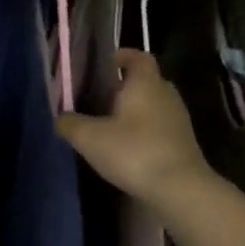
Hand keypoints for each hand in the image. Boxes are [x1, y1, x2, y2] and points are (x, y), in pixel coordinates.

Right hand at [56, 49, 211, 209]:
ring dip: (136, 111)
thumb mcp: (90, 138)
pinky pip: (161, 127)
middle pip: (147, 81)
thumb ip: (71, 124)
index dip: (123, 56)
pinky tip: (128, 148)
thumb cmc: (134, 152)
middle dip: (126, 86)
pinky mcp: (184, 143)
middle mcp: (166, 94)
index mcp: (145, 83)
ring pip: (154, 105)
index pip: (138, 57)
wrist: (180, 189)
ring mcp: (179, 120)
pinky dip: (145, 131)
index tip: (107, 63)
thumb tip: (60, 118)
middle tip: (102, 97)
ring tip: (111, 125)